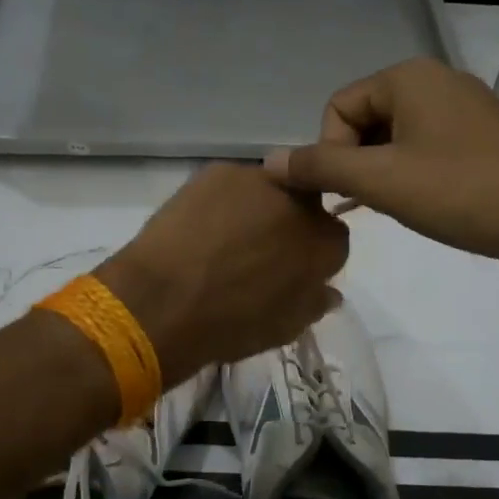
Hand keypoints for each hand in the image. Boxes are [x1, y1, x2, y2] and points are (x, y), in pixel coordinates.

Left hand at [95, 163, 348, 387]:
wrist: (165, 301)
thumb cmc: (231, 324)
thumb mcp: (284, 328)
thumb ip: (313, 302)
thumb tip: (327, 290)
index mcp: (325, 242)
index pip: (333, 239)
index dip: (310, 255)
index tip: (289, 270)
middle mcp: (301, 202)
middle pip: (304, 205)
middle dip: (288, 223)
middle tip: (258, 251)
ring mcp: (258, 180)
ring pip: (267, 190)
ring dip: (256, 209)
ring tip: (224, 238)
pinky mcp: (218, 170)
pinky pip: (230, 186)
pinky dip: (222, 203)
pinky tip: (201, 227)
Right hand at [265, 57, 498, 292]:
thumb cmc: (462, 193)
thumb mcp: (380, 181)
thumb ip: (319, 167)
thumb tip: (267, 161)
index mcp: (409, 76)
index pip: (338, 107)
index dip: (330, 151)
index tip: (352, 192)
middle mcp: (438, 81)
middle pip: (366, 119)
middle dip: (358, 163)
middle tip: (375, 203)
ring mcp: (467, 109)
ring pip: (397, 137)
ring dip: (384, 173)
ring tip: (399, 208)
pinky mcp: (486, 137)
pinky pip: (428, 148)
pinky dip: (414, 175)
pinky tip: (425, 206)